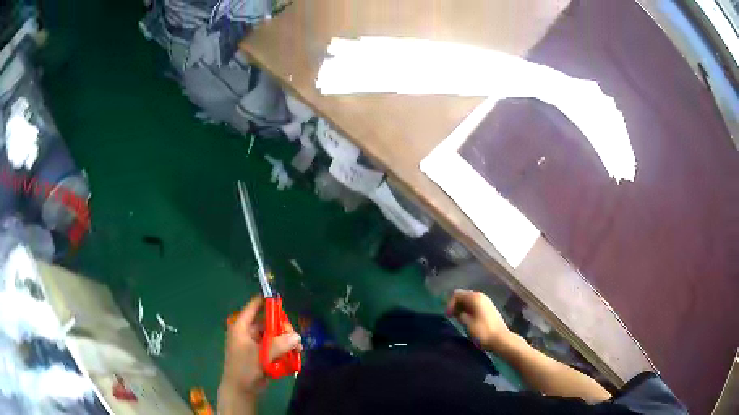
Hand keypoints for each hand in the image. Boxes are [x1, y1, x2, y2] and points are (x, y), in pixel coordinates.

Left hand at [220, 296, 302, 397]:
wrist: (241, 391)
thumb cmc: (244, 369)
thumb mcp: (261, 355)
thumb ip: (278, 345)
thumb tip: (297, 336)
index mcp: (241, 326)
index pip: (254, 306)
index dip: (267, 301)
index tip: (283, 301)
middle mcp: (248, 332)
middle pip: (269, 322)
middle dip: (283, 328)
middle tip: (295, 338)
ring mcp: (256, 343)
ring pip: (274, 335)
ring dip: (287, 341)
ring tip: (298, 350)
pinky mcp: (262, 354)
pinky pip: (276, 346)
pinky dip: (285, 349)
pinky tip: (294, 355)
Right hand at [446, 289, 513, 353]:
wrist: (500, 339)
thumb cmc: (482, 332)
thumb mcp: (467, 323)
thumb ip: (460, 314)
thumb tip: (456, 311)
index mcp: (475, 298)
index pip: (457, 294)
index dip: (450, 304)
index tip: (449, 316)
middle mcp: (481, 296)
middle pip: (464, 295)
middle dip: (456, 305)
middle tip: (452, 317)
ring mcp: (486, 302)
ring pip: (469, 301)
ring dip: (462, 308)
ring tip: (459, 320)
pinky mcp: (489, 308)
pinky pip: (475, 305)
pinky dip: (469, 310)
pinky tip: (468, 320)